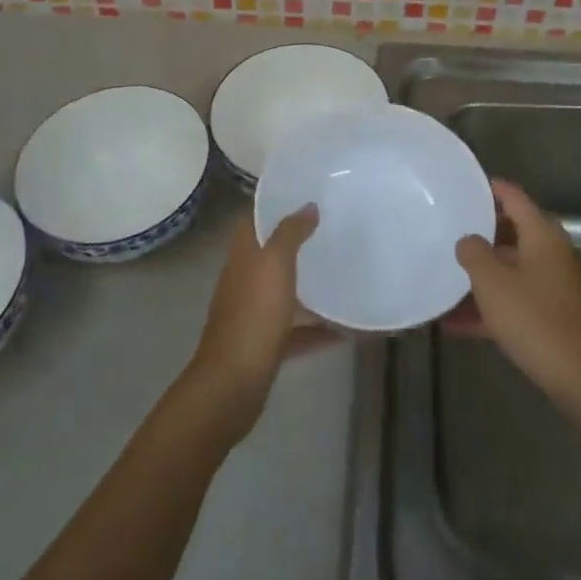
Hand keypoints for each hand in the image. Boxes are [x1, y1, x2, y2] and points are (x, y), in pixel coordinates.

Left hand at [185, 205, 324, 440]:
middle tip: (333, 229)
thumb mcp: (274, 265)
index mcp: (244, 257)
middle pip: (271, 254)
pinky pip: (298, 331)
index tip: (306, 194)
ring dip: (310, 285)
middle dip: (298, 242)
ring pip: (285, 292)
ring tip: (344, 273)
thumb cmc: (254, 316)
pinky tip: (347, 329)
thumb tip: (307, 206)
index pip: (253, 220)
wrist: (232, 385)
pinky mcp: (267, 345)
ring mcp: (255, 315)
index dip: (274, 205)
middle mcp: (246, 281)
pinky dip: (319, 328)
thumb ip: (290, 233)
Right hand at [453, 180, 580, 409]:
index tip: (465, 186)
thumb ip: (473, 252)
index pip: (514, 197)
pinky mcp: (560, 315)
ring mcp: (561, 285)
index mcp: (544, 235)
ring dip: (484, 278)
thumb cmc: (534, 319)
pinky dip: (494, 306)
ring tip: (447, 283)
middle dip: (482, 237)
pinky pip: (520, 300)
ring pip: (515, 271)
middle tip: (450, 235)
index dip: (490, 188)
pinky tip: (459, 324)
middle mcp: (556, 253)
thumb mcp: (492, 282)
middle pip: (514, 234)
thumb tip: (469, 240)